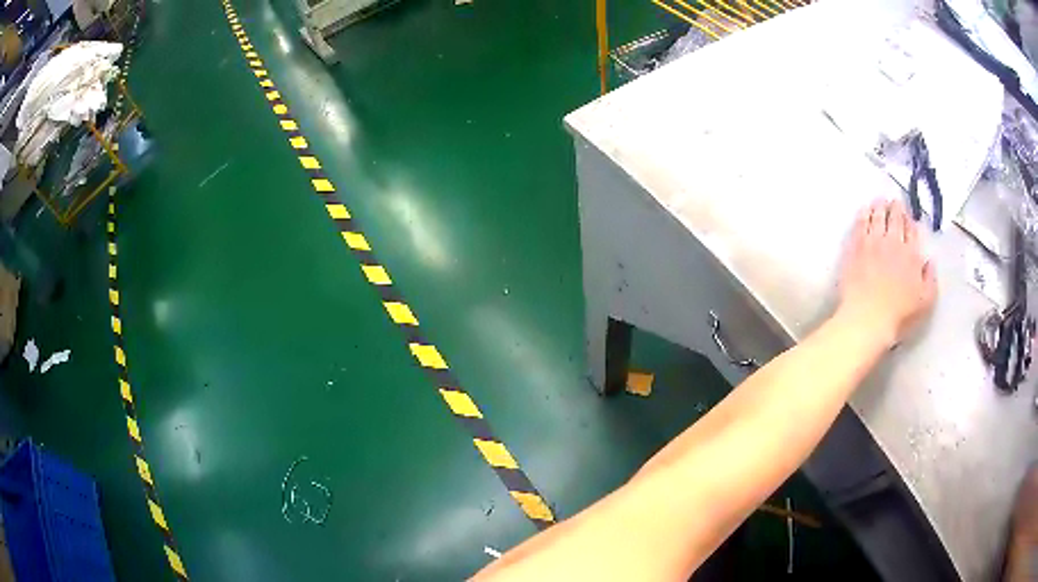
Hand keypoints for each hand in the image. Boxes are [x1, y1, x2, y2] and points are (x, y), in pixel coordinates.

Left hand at [838, 199, 936, 347]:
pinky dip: (863, 214)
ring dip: (879, 206)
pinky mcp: (855, 248)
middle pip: (895, 218)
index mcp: (911, 255)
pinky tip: (864, 210)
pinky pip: (860, 224)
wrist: (867, 318)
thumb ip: (931, 279)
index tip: (907, 214)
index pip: (911, 230)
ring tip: (879, 201)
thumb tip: (930, 262)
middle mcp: (893, 243)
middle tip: (894, 201)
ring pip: (877, 216)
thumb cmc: (899, 314)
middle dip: (895, 207)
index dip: (909, 220)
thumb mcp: (925, 302)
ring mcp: (873, 243)